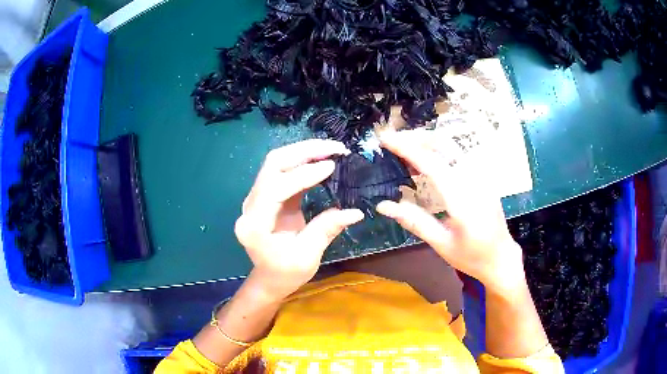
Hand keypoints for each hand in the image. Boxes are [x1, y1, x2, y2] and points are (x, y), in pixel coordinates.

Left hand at [234, 139, 363, 299]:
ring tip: (331, 149)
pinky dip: (302, 162)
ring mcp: (255, 198)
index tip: (331, 166)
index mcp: (255, 225)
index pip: (275, 188)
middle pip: (272, 165)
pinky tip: (321, 159)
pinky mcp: (266, 195)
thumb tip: (356, 211)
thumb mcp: (308, 256)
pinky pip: (283, 171)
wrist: (269, 279)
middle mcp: (250, 206)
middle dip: (304, 151)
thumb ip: (326, 229)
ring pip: (276, 162)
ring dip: (304, 152)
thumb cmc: (286, 273)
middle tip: (335, 148)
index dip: (303, 174)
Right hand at [375, 130, 525, 293]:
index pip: (432, 164)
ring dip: (428, 141)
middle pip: (444, 144)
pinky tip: (428, 158)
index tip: (386, 139)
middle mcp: (474, 180)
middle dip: (416, 137)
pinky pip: (459, 154)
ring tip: (406, 146)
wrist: (501, 258)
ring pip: (453, 146)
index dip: (407, 148)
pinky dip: (439, 150)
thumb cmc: (471, 256)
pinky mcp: (484, 177)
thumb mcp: (441, 244)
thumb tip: (383, 206)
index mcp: (462, 199)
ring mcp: (482, 176)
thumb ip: (414, 221)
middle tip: (393, 140)